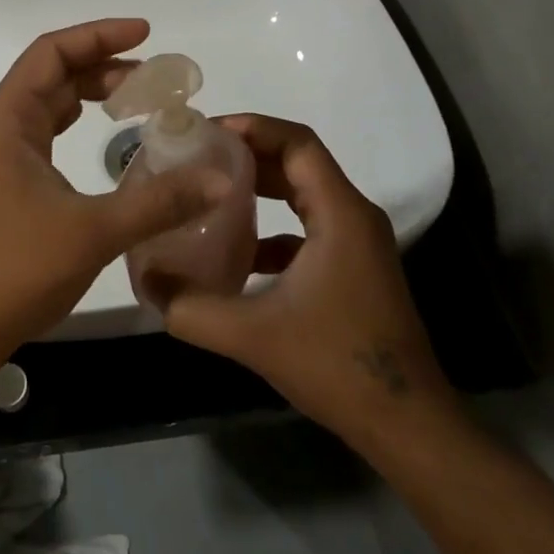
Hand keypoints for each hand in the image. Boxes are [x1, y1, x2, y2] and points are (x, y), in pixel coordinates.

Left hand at [0, 19, 231, 372]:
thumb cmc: (14, 269)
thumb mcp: (92, 231)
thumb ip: (158, 202)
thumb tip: (220, 178)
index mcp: (7, 119)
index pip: (52, 52)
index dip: (98, 36)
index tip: (146, 34)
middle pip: (52, 74)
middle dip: (103, 65)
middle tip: (156, 77)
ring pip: (49, 104)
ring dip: (91, 94)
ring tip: (140, 99)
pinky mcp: (6, 182)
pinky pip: (46, 134)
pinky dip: (79, 124)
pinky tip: (108, 139)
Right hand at [160, 115, 459, 438]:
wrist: (407, 426)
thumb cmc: (337, 365)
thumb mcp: (252, 336)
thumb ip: (191, 308)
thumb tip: (146, 282)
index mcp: (340, 214)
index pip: (297, 143)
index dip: (252, 127)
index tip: (206, 132)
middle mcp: (354, 217)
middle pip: (299, 162)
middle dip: (248, 154)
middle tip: (198, 155)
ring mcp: (358, 244)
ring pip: (304, 194)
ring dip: (260, 188)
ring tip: (209, 191)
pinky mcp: (354, 269)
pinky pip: (308, 228)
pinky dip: (272, 228)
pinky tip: (238, 254)